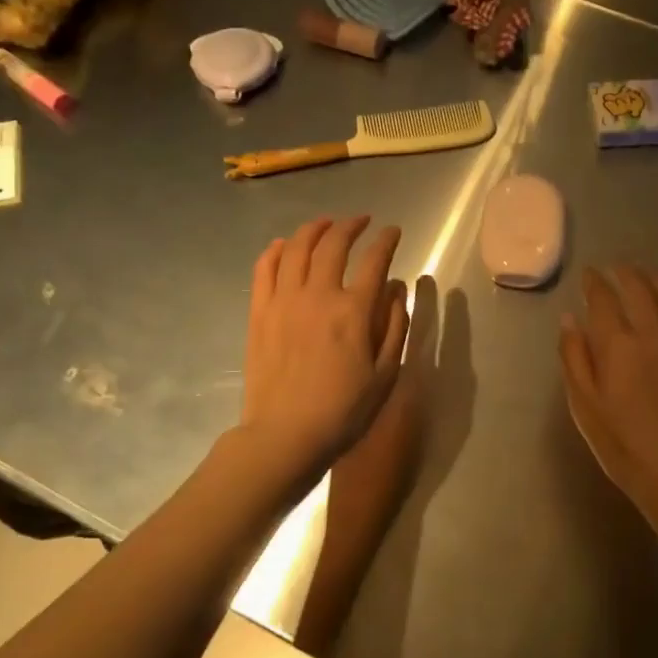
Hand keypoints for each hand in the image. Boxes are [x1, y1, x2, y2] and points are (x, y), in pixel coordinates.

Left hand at [240, 217, 409, 482]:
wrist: (284, 436)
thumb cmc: (343, 411)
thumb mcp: (385, 375)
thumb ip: (395, 327)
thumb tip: (397, 290)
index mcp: (354, 311)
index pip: (375, 261)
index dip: (387, 240)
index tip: (394, 232)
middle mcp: (318, 295)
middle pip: (334, 244)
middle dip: (351, 225)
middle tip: (361, 221)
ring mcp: (284, 301)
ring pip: (297, 248)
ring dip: (315, 229)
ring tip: (327, 224)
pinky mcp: (260, 313)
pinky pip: (265, 269)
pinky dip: (277, 250)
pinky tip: (286, 245)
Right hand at [559, 265, 657, 514]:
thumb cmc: (622, 443)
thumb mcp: (584, 404)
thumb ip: (574, 357)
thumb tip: (570, 319)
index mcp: (618, 344)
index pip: (603, 298)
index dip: (594, 282)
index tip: (589, 274)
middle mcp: (652, 333)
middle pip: (640, 288)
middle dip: (626, 273)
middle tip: (616, 268)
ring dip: (654, 281)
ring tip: (645, 275)